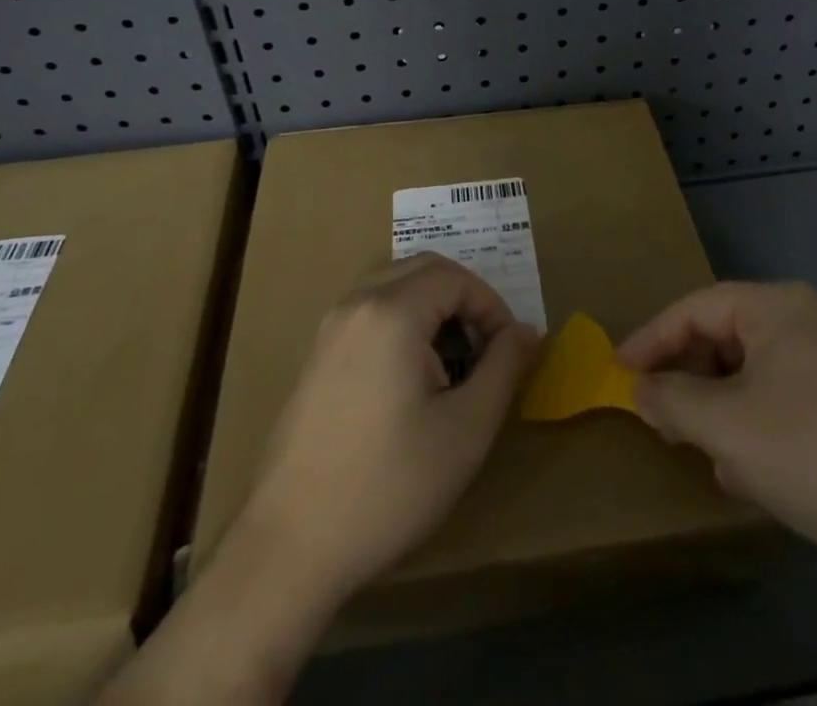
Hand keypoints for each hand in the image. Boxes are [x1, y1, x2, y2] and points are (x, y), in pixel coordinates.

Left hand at [102, 254, 537, 704]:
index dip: (492, 306)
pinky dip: (403, 324)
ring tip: (452, 368)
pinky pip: (371, 313)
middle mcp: (356, 304)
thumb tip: (527, 331)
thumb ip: (504, 367)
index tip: (509, 353)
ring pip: (395, 288)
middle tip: (485, 352)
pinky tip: (411, 383)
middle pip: (424, 270)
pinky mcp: (316, 356)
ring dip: (433, 311)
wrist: (289, 546)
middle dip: (464, 300)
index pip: (456, 277)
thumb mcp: (466, 429)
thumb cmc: (388, 486)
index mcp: (391, 312)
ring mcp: (330, 328)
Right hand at [618, 280, 816, 591]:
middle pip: (723, 337)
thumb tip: (641, 389)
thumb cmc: (814, 450)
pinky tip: (743, 469)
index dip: (651, 338)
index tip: (617, 370)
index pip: (695, 308)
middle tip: (654, 412)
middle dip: (686, 376)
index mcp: (775, 307)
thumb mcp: (726, 426)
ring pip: (752, 373)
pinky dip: (753, 424)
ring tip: (694, 442)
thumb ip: (672, 400)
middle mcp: (804, 321)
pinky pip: (782, 400)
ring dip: (717, 406)